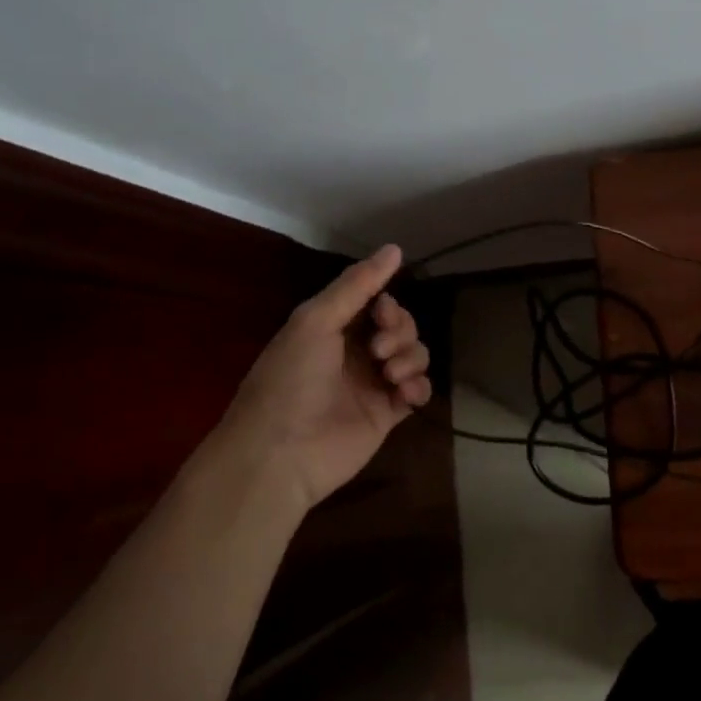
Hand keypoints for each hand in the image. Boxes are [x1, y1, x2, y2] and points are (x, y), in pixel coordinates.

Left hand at [206, 245, 432, 509]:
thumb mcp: (315, 320)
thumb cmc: (291, 379)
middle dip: (401, 331)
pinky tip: (404, 394)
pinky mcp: (388, 414)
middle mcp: (356, 352)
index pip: (377, 302)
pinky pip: (419, 390)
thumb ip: (356, 284)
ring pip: (414, 355)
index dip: (388, 305)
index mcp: (334, 327)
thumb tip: (395, 248)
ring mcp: (374, 384)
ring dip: (410, 357)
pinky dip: (419, 386)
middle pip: (402, 326)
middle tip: (379, 349)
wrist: (281, 452)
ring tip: (390, 375)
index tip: (382, 313)